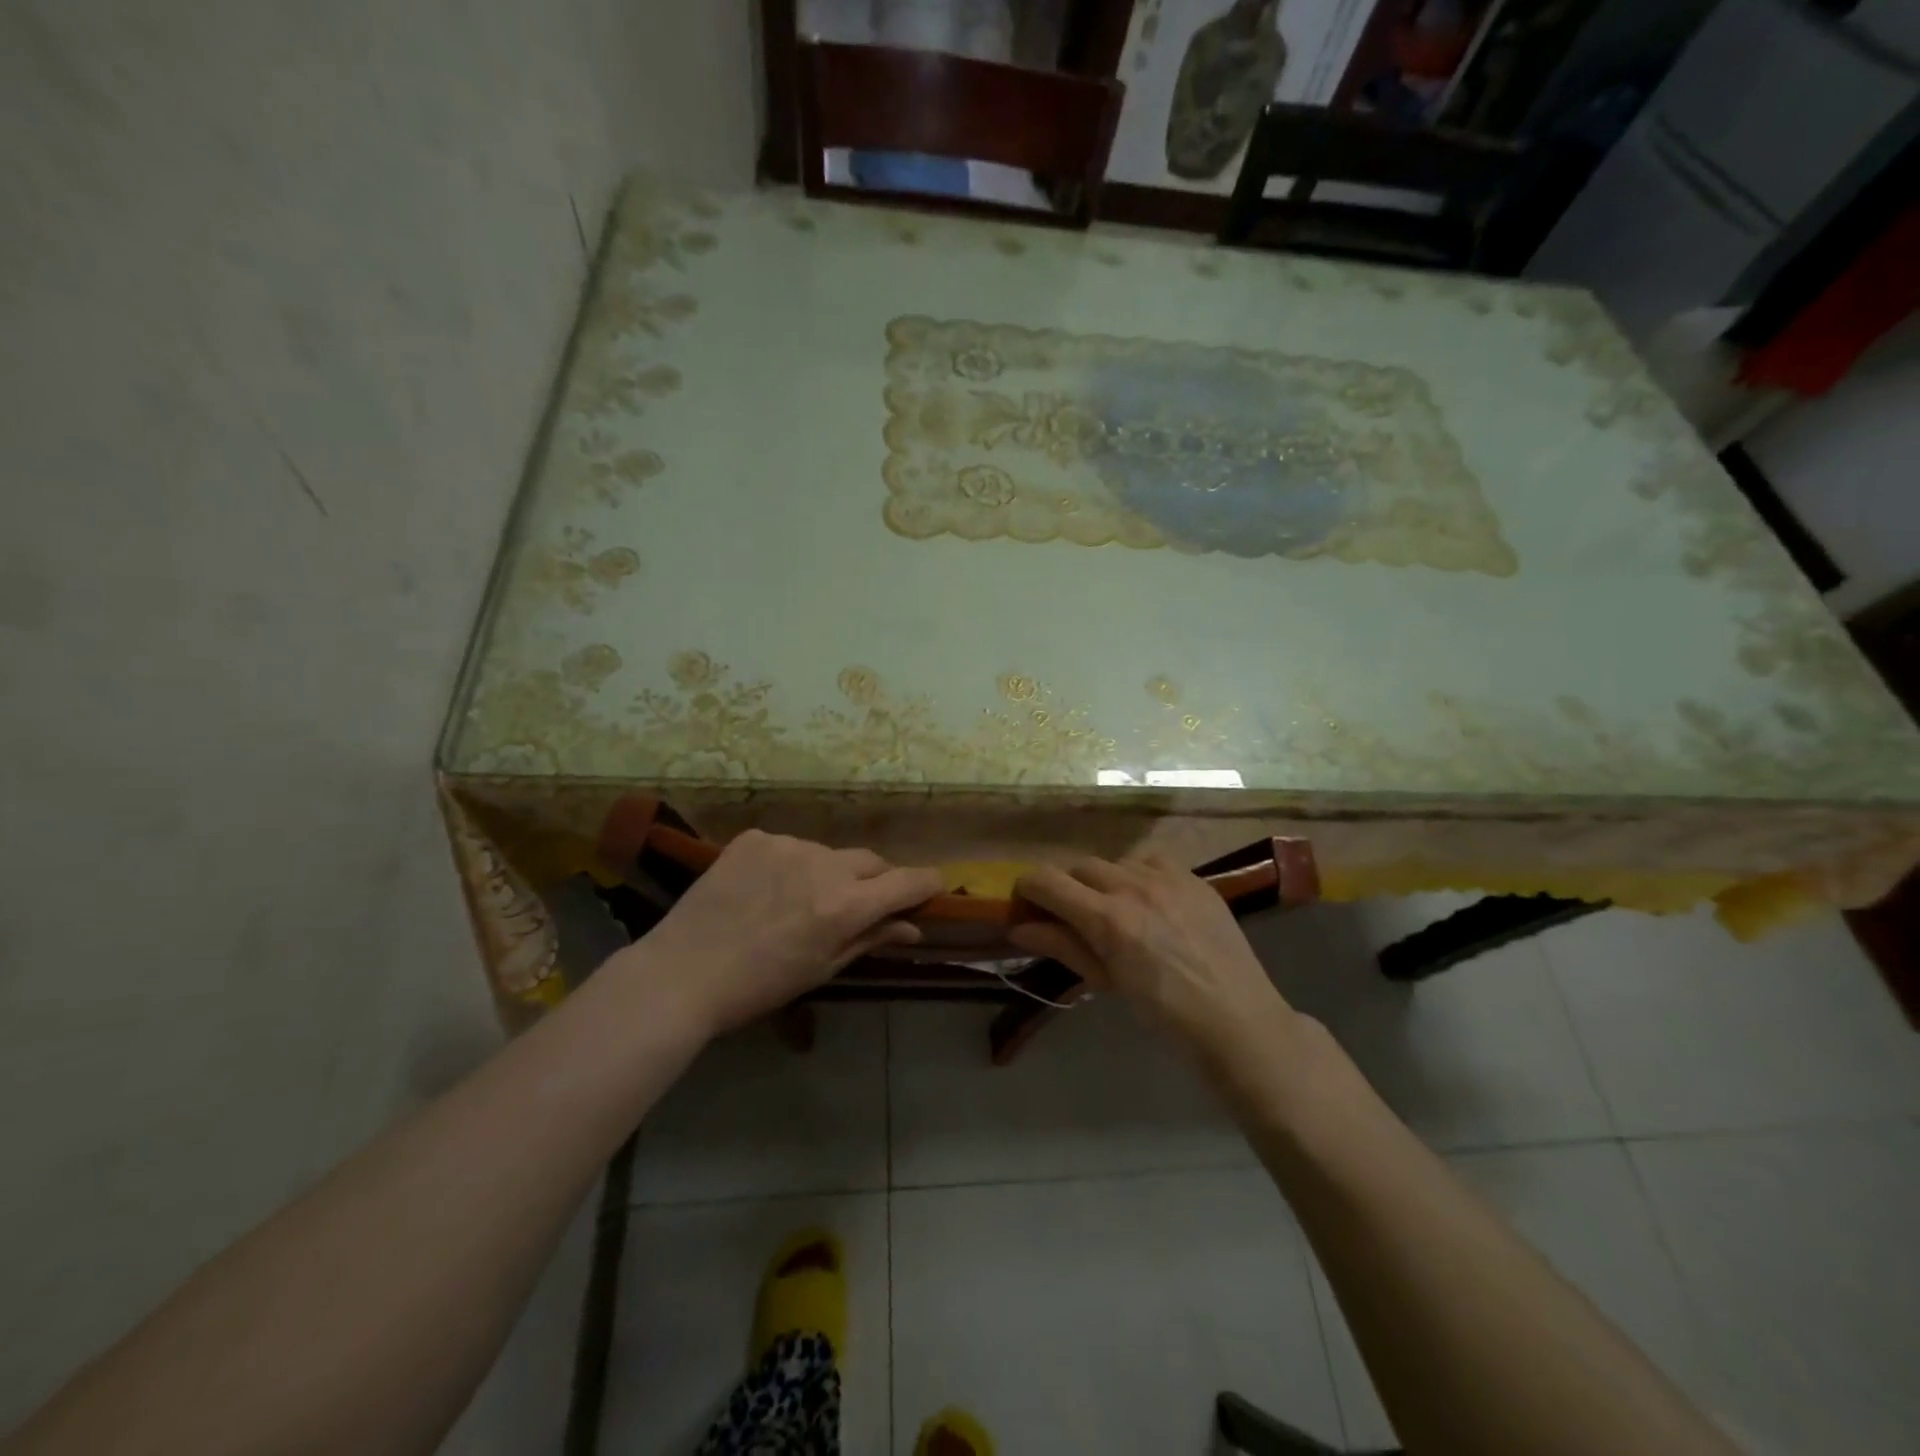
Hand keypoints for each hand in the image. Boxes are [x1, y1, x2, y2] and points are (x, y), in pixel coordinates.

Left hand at [615, 830, 943, 1036]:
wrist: (680, 974)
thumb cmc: (758, 986)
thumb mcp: (822, 969)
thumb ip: (871, 939)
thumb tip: (913, 927)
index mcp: (845, 904)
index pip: (907, 881)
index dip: (926, 884)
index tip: (932, 889)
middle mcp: (823, 864)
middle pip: (871, 861)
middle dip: (877, 880)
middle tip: (862, 904)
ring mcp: (786, 844)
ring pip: (827, 853)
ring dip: (829, 872)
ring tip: (800, 901)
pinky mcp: (754, 837)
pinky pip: (788, 846)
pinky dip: (790, 864)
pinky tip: (766, 889)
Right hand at [1008, 854, 1296, 1058]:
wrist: (1237, 1017)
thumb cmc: (1164, 1012)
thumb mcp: (1106, 981)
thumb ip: (1062, 947)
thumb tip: (1019, 928)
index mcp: (1107, 918)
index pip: (1047, 880)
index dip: (1028, 887)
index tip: (1026, 902)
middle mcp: (1132, 886)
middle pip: (1079, 866)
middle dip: (1067, 888)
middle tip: (1072, 916)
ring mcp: (1167, 877)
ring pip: (1115, 862)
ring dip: (1104, 881)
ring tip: (1116, 910)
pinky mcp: (1193, 876)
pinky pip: (1151, 860)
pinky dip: (1139, 874)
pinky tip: (1150, 900)